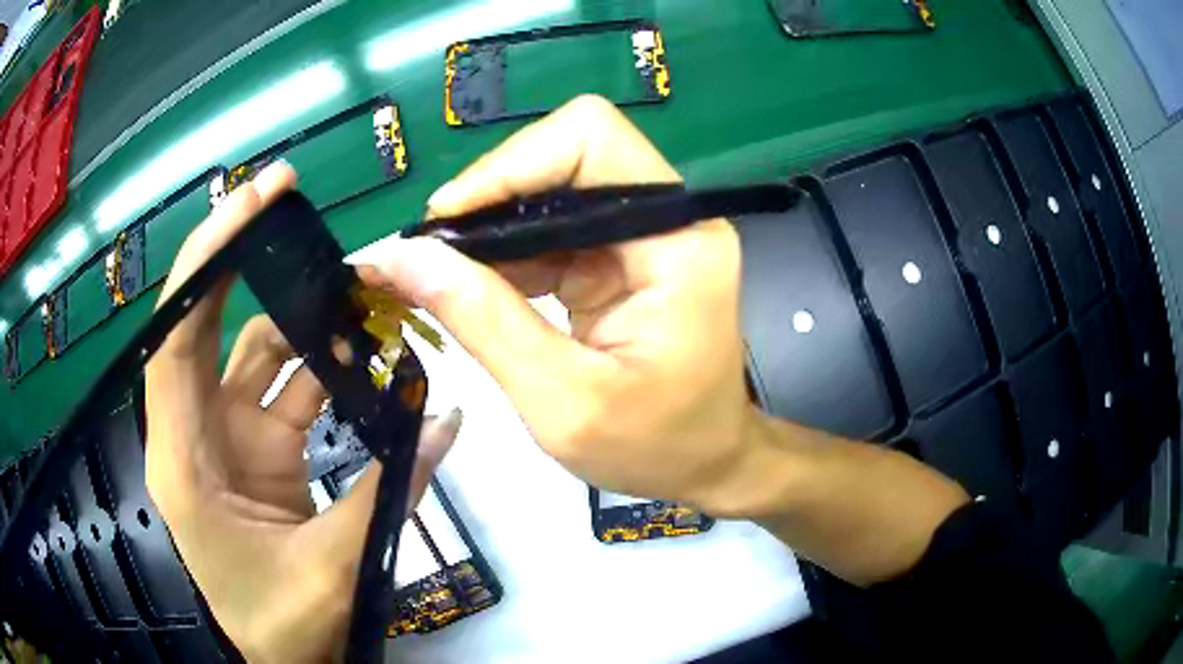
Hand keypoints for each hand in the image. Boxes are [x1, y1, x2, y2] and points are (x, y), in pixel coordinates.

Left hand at [144, 162, 460, 662]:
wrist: (282, 656)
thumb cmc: (283, 623)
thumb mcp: (332, 568)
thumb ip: (387, 492)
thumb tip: (446, 420)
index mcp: (184, 459)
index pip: (176, 339)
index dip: (205, 263)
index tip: (248, 204)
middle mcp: (194, 431)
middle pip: (203, 322)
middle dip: (239, 253)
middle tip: (285, 196)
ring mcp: (226, 435)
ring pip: (251, 347)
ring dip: (297, 312)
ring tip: (354, 287)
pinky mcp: (255, 445)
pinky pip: (283, 384)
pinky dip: (319, 362)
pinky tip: (361, 352)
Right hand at [361, 95, 761, 512]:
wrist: (703, 462)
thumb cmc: (655, 447)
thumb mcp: (563, 401)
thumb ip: (482, 321)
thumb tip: (400, 256)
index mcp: (678, 240)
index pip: (590, 140)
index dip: (510, 165)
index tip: (446, 225)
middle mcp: (666, 219)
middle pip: (562, 155)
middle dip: (488, 198)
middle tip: (430, 257)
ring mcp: (641, 234)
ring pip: (546, 189)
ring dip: (487, 227)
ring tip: (437, 277)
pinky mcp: (617, 255)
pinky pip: (547, 229)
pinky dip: (501, 252)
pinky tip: (470, 288)